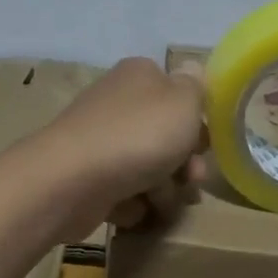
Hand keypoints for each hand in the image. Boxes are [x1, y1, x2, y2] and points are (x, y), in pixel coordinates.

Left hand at [42, 57, 208, 231]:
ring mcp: (99, 140)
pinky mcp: (87, 176)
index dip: (196, 119)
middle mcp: (117, 103)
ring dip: (162, 188)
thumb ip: (195, 86)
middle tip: (191, 181)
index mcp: (139, 76)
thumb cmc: (138, 135)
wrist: (72, 181)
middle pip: (164, 134)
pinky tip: (132, 208)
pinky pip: (122, 191)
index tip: (205, 144)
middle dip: (183, 162)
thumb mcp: (183, 101)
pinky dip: (131, 202)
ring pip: (146, 166)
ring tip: (160, 201)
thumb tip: (193, 68)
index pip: (176, 92)